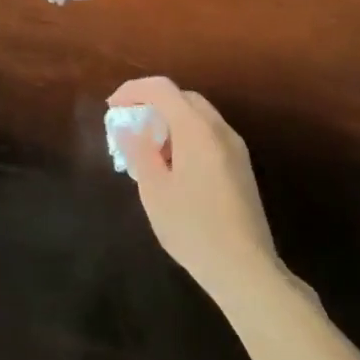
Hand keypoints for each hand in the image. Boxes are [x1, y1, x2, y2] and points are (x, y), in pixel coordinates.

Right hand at [109, 77, 282, 307]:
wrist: (247, 270)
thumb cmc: (194, 228)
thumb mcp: (154, 191)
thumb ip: (138, 151)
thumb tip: (126, 127)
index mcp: (196, 129)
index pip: (162, 88)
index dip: (133, 91)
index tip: (112, 107)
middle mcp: (219, 129)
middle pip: (182, 98)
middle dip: (152, 104)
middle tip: (129, 126)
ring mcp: (235, 148)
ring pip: (198, 116)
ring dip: (170, 121)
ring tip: (148, 149)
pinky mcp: (241, 167)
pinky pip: (209, 135)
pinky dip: (186, 136)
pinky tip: (174, 167)